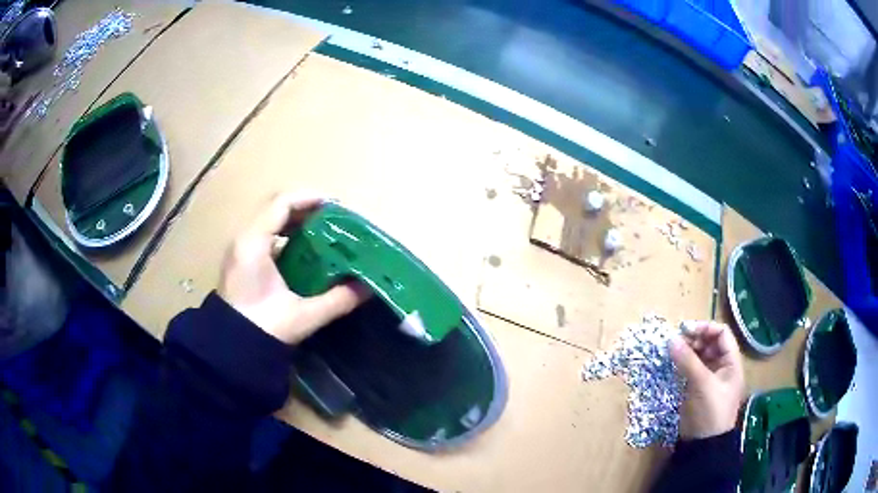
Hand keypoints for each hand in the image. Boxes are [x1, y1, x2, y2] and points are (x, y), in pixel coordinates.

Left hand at [218, 192, 370, 344]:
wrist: (232, 349)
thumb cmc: (264, 328)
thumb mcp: (304, 315)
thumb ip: (337, 300)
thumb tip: (367, 288)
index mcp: (254, 243)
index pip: (282, 203)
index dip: (309, 198)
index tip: (335, 206)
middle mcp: (244, 239)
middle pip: (276, 208)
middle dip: (306, 209)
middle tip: (333, 220)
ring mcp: (240, 249)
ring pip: (269, 221)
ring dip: (295, 221)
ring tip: (321, 232)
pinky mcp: (240, 260)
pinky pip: (265, 235)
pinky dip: (285, 235)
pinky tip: (303, 251)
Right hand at [670, 321, 745, 439]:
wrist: (703, 445)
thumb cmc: (710, 412)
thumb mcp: (702, 385)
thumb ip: (688, 361)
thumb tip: (670, 339)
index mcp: (731, 363)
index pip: (722, 334)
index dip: (706, 328)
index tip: (686, 330)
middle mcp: (722, 366)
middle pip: (710, 343)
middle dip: (694, 339)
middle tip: (676, 341)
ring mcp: (709, 378)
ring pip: (699, 355)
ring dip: (687, 350)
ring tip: (672, 351)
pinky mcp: (697, 388)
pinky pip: (691, 369)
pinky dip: (683, 363)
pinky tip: (673, 363)